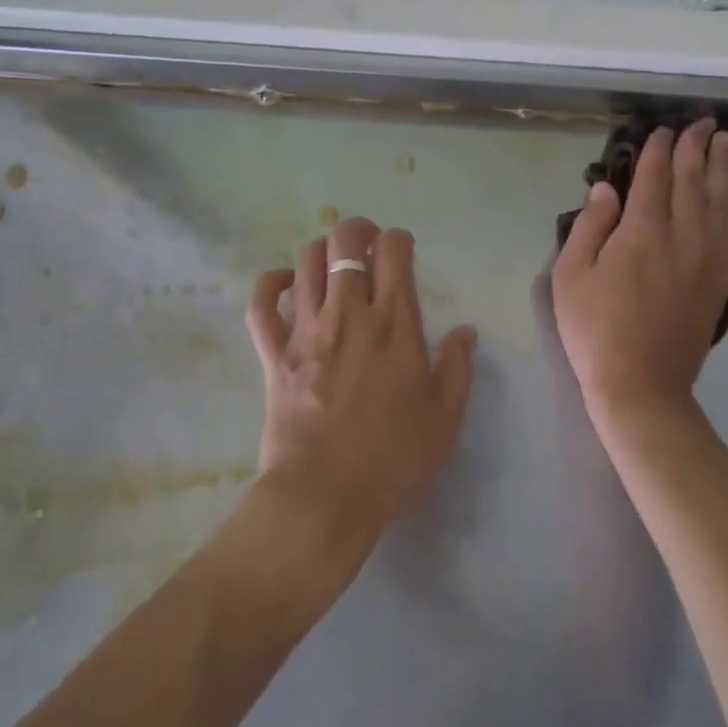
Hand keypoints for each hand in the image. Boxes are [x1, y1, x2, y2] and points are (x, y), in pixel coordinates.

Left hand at [247, 216, 477, 547]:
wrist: (324, 496)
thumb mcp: (444, 419)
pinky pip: (262, 303)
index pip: (394, 254)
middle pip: (344, 244)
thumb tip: (465, 332)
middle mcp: (349, 315)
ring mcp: (306, 330)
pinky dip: (270, 283)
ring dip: (321, 250)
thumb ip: (457, 368)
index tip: (402, 249)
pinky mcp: (273, 353)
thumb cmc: (392, 459)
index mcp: (394, 326)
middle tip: (367, 244)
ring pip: (306, 262)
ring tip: (332, 261)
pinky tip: (284, 283)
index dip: (398, 239)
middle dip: (357, 230)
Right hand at [552, 120, 727, 431]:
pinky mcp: (722, 280)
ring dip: (722, 167)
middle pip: (693, 180)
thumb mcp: (571, 275)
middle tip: (701, 122)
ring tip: (724, 142)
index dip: (658, 149)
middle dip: (696, 147)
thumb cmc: (595, 329)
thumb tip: (606, 189)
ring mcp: (708, 258)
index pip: (654, 177)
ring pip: (721, 200)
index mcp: (642, 232)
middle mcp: (683, 236)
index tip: (662, 129)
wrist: (642, 384)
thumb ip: (589, 226)